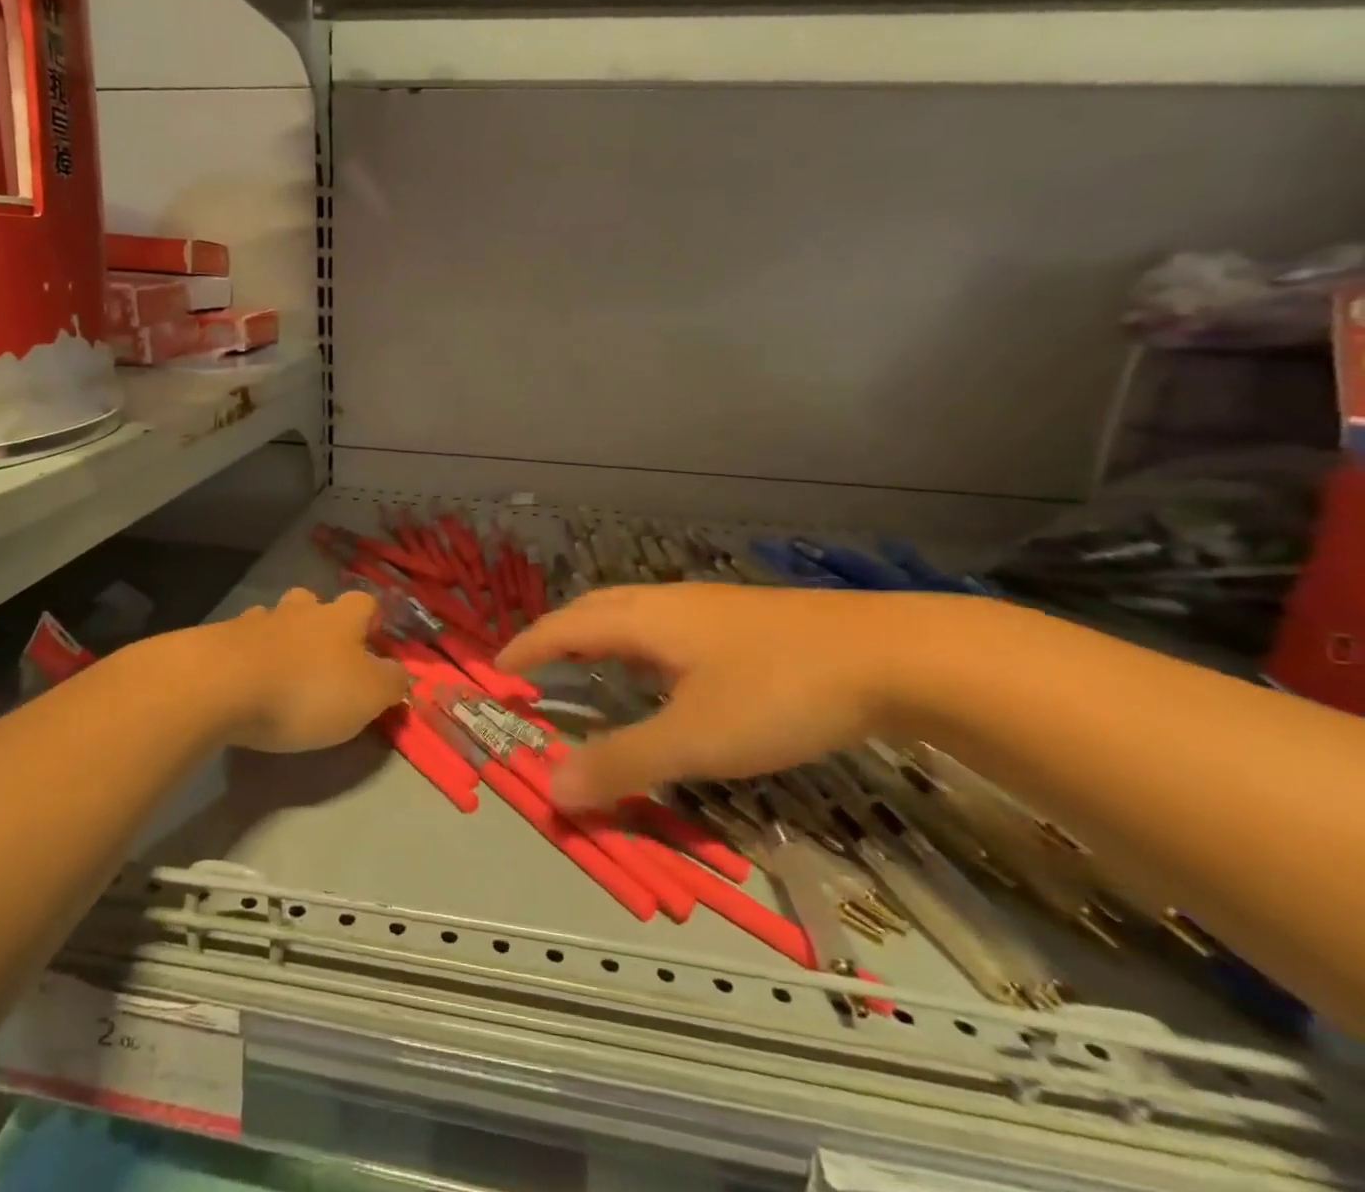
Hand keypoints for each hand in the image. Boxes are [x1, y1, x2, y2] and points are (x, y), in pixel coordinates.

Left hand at [223, 587, 409, 752]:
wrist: (220, 685)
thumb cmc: (306, 690)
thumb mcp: (367, 696)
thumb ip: (390, 683)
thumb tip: (399, 673)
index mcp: (340, 618)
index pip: (364, 602)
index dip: (371, 619)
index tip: (372, 641)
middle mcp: (299, 611)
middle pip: (312, 601)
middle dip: (318, 621)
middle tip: (321, 654)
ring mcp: (255, 622)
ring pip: (273, 618)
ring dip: (279, 636)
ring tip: (279, 668)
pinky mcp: (217, 641)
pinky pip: (239, 641)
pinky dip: (245, 655)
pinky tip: (243, 679)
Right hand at [496, 582, 950, 807]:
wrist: (893, 655)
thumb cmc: (779, 691)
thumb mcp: (695, 738)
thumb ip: (623, 763)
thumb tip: (552, 788)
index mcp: (647, 620)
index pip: (568, 626)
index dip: (530, 647)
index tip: (499, 667)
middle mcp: (671, 603)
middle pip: (597, 607)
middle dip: (559, 632)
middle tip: (536, 662)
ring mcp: (712, 607)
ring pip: (636, 613)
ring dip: (601, 634)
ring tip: (591, 662)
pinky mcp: (747, 621)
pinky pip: (668, 626)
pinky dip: (640, 643)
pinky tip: (667, 671)